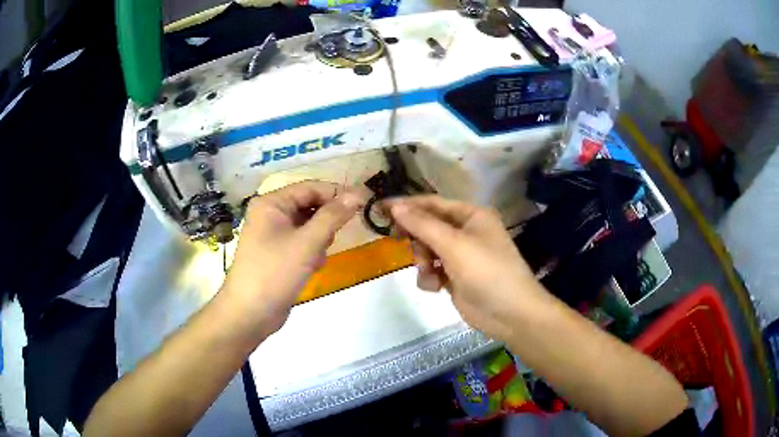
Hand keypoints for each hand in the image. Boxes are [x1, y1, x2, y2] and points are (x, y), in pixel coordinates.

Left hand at [220, 181, 365, 340]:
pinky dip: (310, 253)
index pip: (311, 188)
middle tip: (333, 240)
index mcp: (271, 203)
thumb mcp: (307, 243)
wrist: (250, 313)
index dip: (336, 194)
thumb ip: (333, 216)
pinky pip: (301, 243)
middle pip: (309, 206)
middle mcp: (270, 214)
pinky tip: (310, 268)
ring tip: (316, 258)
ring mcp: (272, 235)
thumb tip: (358, 193)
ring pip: (308, 227)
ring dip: (318, 241)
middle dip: (325, 223)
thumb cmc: (275, 273)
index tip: (362, 205)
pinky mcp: (277, 253)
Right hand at [387, 196, 550, 342]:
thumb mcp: (453, 245)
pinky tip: (437, 287)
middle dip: (417, 240)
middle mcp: (466, 231)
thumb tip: (395, 206)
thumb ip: (422, 225)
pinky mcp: (455, 277)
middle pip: (427, 227)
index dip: (407, 205)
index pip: (432, 203)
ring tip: (429, 273)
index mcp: (471, 215)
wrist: (510, 314)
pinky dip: (429, 278)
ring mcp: (460, 256)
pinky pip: (431, 270)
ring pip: (426, 250)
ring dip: (422, 262)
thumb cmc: (487, 271)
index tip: (380, 209)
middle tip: (401, 244)